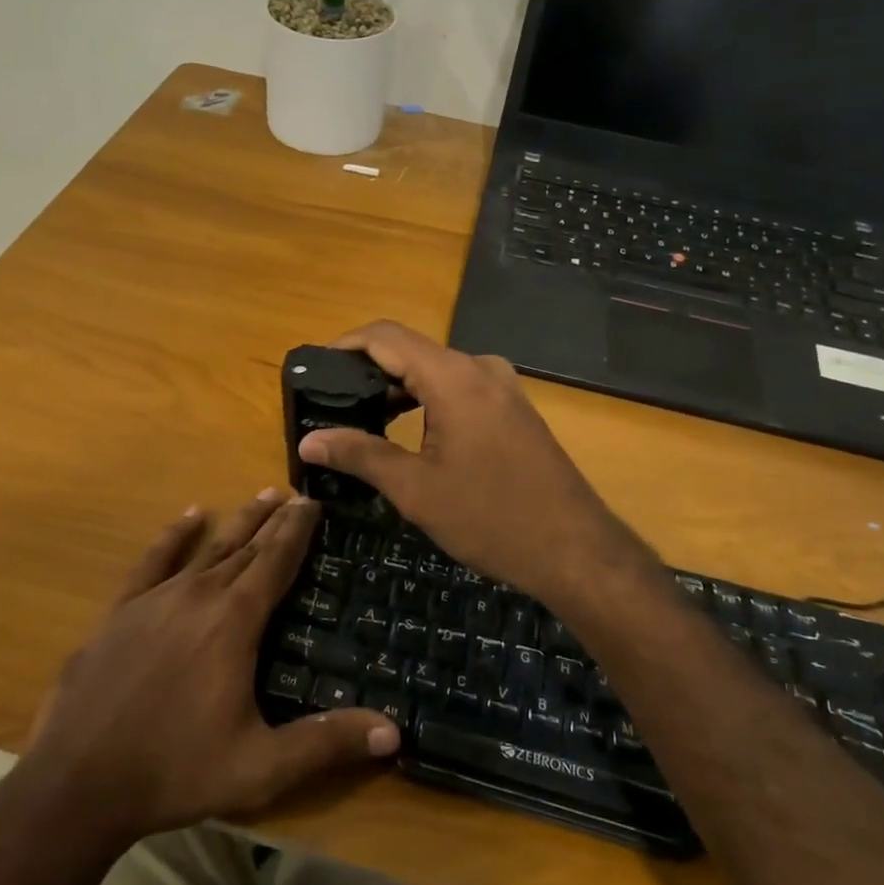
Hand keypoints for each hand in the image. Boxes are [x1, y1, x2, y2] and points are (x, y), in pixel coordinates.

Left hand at [14, 492, 399, 847]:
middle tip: (295, 494)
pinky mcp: (121, 611)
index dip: (297, 530)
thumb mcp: (261, 767)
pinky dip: (175, 535)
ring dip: (238, 523)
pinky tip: (191, 515)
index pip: (276, 561)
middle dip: (274, 520)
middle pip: (246, 547)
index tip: (314, 501)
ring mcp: (156, 599)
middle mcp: (199, 595)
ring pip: (208, 548)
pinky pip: (154, 560)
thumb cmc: (175, 771)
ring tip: (261, 497)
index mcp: (235, 621)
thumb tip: (394, 733)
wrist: (75, 785)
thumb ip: (326, 743)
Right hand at [297, 322, 652, 610]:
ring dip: (398, 386)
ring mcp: (502, 386)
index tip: (313, 368)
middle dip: (368, 370)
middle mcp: (480, 368)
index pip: (386, 336)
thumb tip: (308, 441)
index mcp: (453, 377)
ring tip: (362, 417)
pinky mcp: (513, 407)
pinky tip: (409, 428)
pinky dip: (427, 398)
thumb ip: (360, 455)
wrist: (575, 548)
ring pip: (436, 369)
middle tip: (331, 401)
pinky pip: (460, 386)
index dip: (345, 344)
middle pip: (411, 350)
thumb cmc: (490, 518)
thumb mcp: (416, 489)